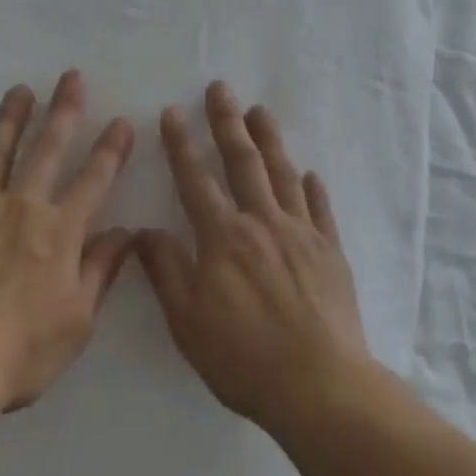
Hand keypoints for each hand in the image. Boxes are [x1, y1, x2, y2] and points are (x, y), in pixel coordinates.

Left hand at [0, 71, 134, 412]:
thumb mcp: (77, 320)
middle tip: (72, 76)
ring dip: (10, 118)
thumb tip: (126, 232)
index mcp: (59, 230)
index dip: (111, 150)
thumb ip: (101, 270)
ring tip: (20, 90)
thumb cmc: (18, 351)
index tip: (122, 122)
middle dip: (64, 111)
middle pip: (47, 149)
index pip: (94, 180)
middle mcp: (19, 206)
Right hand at [136, 82, 371, 432]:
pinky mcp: (330, 252)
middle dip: (227, 122)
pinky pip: (319, 209)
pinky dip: (312, 187)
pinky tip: (309, 173)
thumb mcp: (188, 321)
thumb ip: (166, 271)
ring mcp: (301, 233)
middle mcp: (262, 223)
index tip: (173, 112)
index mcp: (223, 237)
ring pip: (282, 174)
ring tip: (260, 111)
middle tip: (220, 88)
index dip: (181, 144)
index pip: (196, 180)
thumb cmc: (244, 357)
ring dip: (269, 139)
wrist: (319, 386)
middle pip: (242, 162)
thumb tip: (145, 231)